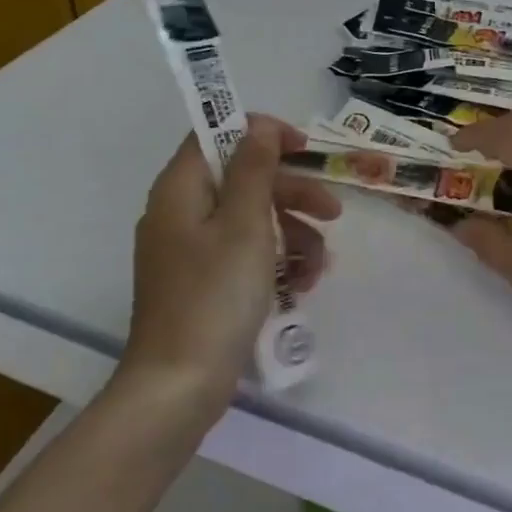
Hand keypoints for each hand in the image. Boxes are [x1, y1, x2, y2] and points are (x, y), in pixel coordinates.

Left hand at [122, 117, 340, 411]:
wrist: (179, 386)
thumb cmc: (214, 296)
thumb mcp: (243, 224)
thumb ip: (253, 168)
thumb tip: (258, 125)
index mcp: (180, 189)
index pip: (216, 135)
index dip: (261, 134)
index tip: (304, 149)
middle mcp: (180, 213)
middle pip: (241, 180)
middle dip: (291, 193)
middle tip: (333, 212)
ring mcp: (189, 252)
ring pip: (249, 220)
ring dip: (292, 234)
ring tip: (321, 266)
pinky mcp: (202, 284)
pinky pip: (243, 255)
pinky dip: (275, 262)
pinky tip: (302, 285)